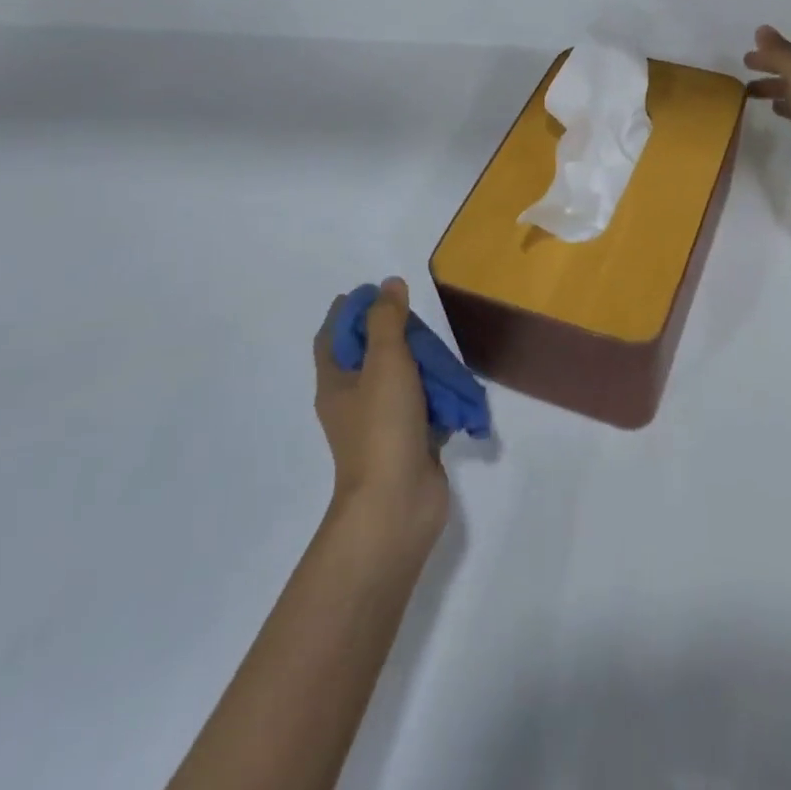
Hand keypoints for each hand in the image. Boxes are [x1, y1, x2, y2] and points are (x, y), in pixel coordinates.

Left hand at [314, 278, 448, 544]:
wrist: (396, 504)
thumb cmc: (383, 426)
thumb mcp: (385, 361)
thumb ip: (388, 320)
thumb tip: (389, 284)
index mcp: (336, 381)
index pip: (334, 334)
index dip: (353, 310)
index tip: (382, 293)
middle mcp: (353, 401)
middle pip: (370, 355)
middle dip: (396, 336)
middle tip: (421, 325)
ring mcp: (381, 424)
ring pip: (401, 381)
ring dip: (423, 367)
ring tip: (446, 356)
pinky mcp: (407, 442)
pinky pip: (422, 409)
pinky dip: (438, 397)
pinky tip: (457, 390)